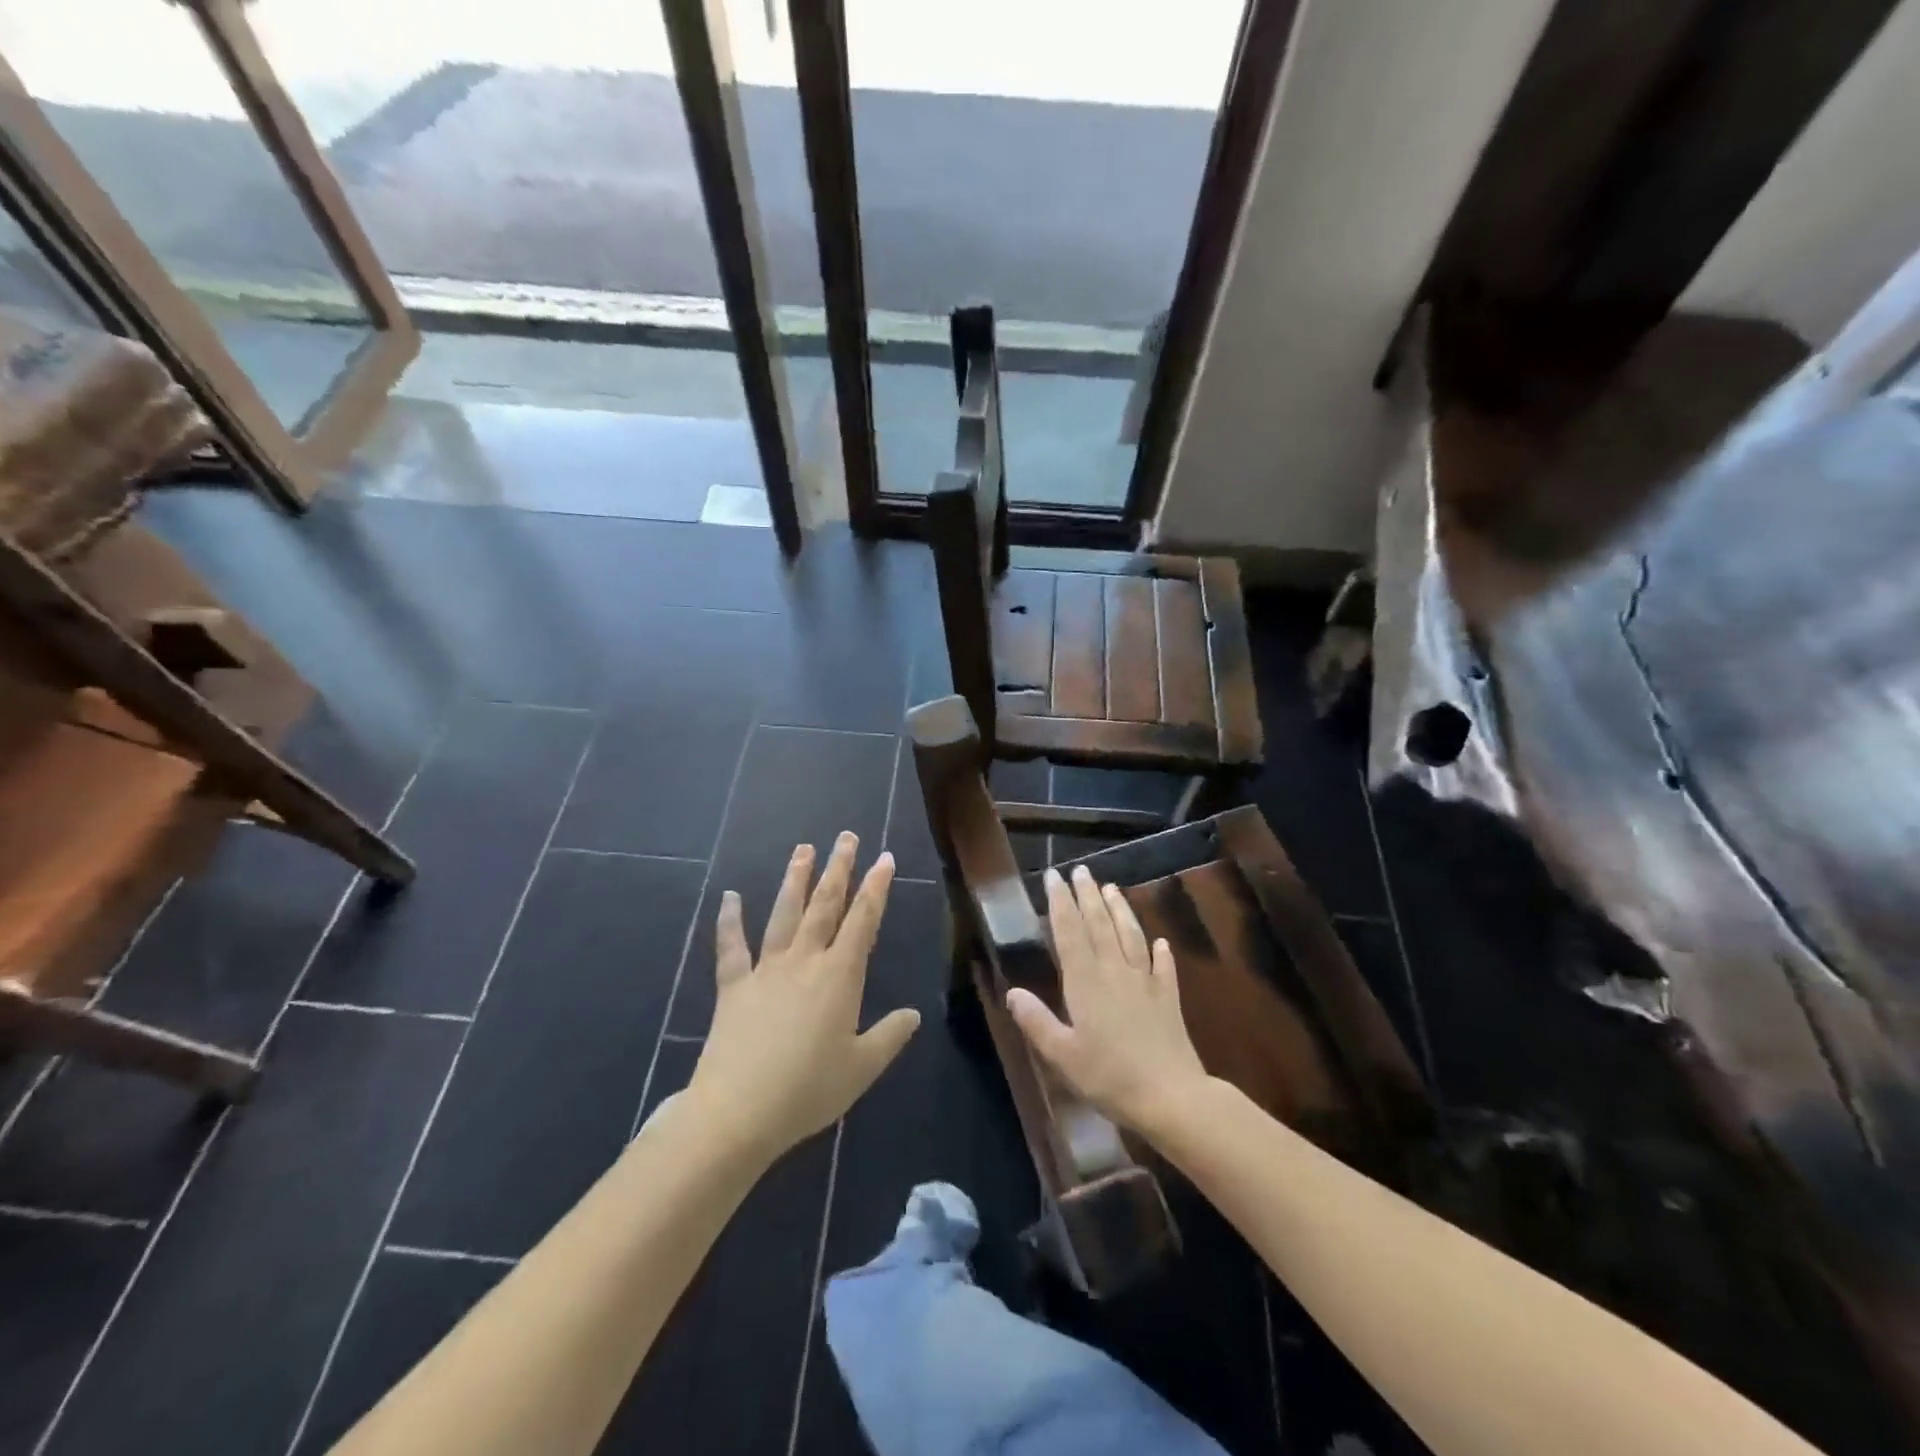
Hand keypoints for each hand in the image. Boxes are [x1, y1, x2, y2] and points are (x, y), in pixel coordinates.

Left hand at [688, 833, 919, 1160]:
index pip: (863, 921)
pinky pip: (731, 947)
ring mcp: (766, 970)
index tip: (885, 858)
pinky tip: (729, 897)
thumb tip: (913, 1015)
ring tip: (803, 849)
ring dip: (795, 880)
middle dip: (838, 868)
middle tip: (846, 837)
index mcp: (840, 976)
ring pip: (784, 914)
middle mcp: (804, 961)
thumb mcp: (861, 1068)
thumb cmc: (808, 1090)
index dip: (876, 887)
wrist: (738, 1112)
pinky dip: (729, 921)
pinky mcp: (733, 986)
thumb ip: (889, 1036)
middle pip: (824, 905)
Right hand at [1006, 864, 1208, 1135]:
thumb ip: (1036, 1021)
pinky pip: (1164, 968)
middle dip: (1088, 895)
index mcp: (1085, 982)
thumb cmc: (1109, 1077)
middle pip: (1100, 924)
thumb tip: (1012, 992)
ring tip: (1112, 888)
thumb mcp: (1062, 1054)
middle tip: (1081, 870)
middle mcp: (1114, 972)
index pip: (1069, 932)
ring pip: (1131, 936)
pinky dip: (1161, 952)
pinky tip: (1161, 942)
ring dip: (1120, 910)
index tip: (1053, 877)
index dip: (1060, 903)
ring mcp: (1145, 982)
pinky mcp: (1168, 999)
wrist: (1170, 1096)